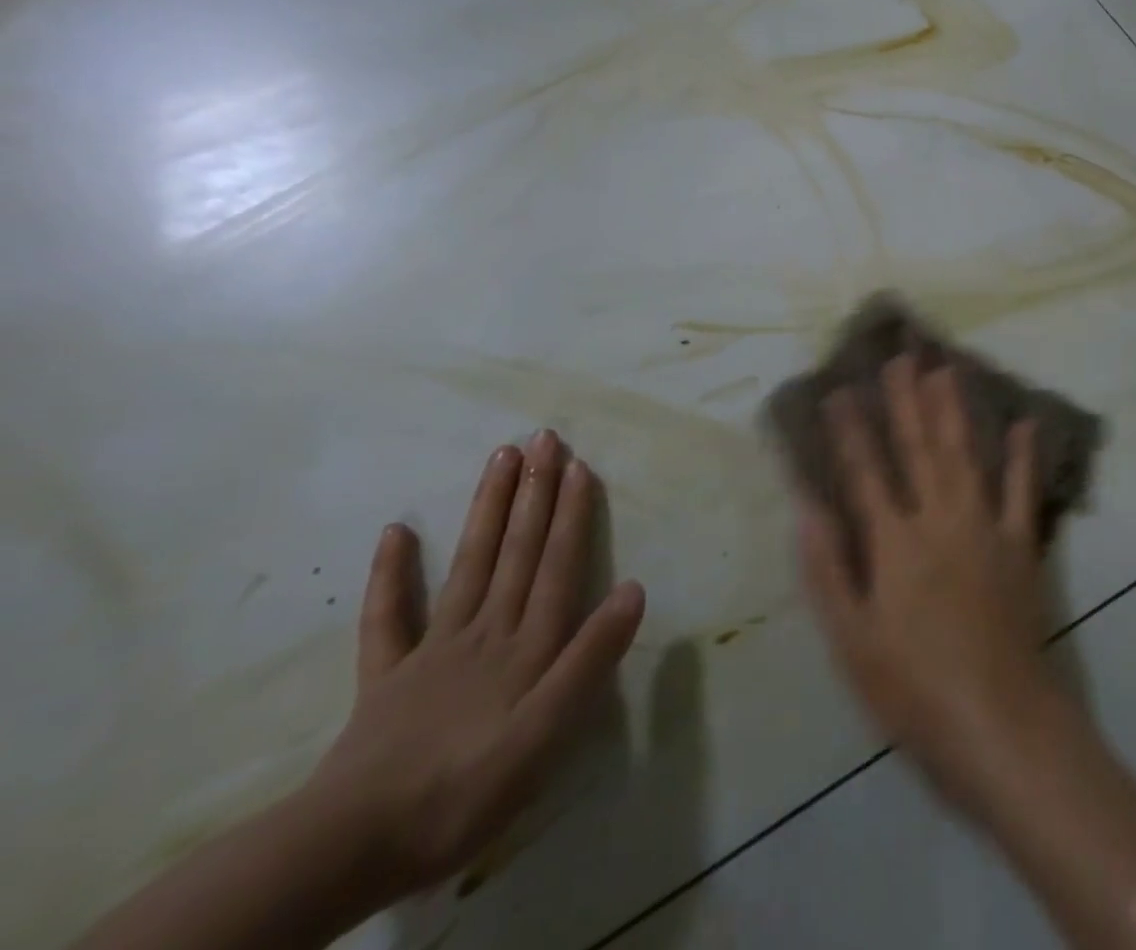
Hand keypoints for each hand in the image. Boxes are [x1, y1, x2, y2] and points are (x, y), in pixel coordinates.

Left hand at [304, 430, 644, 898]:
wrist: (352, 846)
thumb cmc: (467, 789)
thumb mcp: (548, 733)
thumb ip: (590, 658)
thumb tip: (633, 588)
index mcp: (526, 645)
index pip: (556, 565)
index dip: (571, 514)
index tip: (578, 465)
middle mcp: (485, 630)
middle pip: (516, 551)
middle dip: (534, 492)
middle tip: (543, 438)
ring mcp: (432, 649)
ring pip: (469, 564)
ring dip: (488, 509)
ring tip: (501, 458)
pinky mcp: (387, 677)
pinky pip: (388, 617)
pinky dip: (392, 573)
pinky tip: (396, 531)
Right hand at [798, 356, 1071, 812]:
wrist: (999, 722)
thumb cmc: (914, 689)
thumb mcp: (852, 640)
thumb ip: (827, 570)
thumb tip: (806, 508)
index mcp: (894, 543)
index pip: (865, 472)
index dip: (851, 430)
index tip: (840, 389)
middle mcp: (938, 519)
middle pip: (918, 448)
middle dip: (906, 400)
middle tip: (900, 357)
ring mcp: (984, 526)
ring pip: (964, 454)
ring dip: (953, 409)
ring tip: (945, 368)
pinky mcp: (1019, 544)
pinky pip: (1021, 490)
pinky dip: (1023, 455)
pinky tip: (1024, 422)